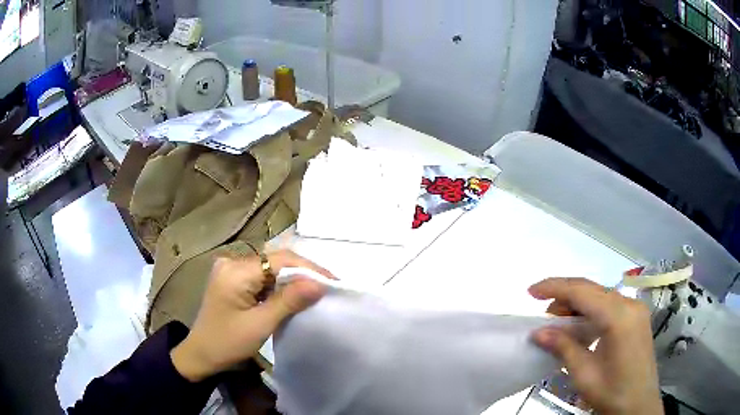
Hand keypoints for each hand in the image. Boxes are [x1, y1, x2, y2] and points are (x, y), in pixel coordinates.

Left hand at [171, 250, 330, 381]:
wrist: (201, 354)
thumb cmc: (228, 343)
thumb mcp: (260, 324)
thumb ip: (289, 301)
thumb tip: (320, 283)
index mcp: (236, 271)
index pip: (280, 260)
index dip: (308, 268)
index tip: (334, 281)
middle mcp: (233, 262)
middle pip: (275, 260)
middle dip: (302, 272)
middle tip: (329, 286)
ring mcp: (231, 270)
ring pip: (270, 268)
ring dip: (292, 278)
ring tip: (316, 289)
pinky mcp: (233, 279)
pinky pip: (262, 276)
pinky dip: (279, 285)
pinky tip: (293, 294)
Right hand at [529, 278, 662, 414]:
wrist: (639, 404)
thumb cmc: (612, 392)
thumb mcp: (584, 374)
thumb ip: (563, 347)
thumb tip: (538, 332)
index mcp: (619, 317)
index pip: (583, 292)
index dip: (555, 287)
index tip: (530, 292)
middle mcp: (630, 305)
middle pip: (592, 290)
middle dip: (565, 296)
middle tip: (544, 316)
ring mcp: (636, 309)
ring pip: (601, 295)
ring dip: (578, 304)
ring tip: (560, 323)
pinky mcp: (637, 317)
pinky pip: (610, 304)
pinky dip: (591, 310)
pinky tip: (582, 326)